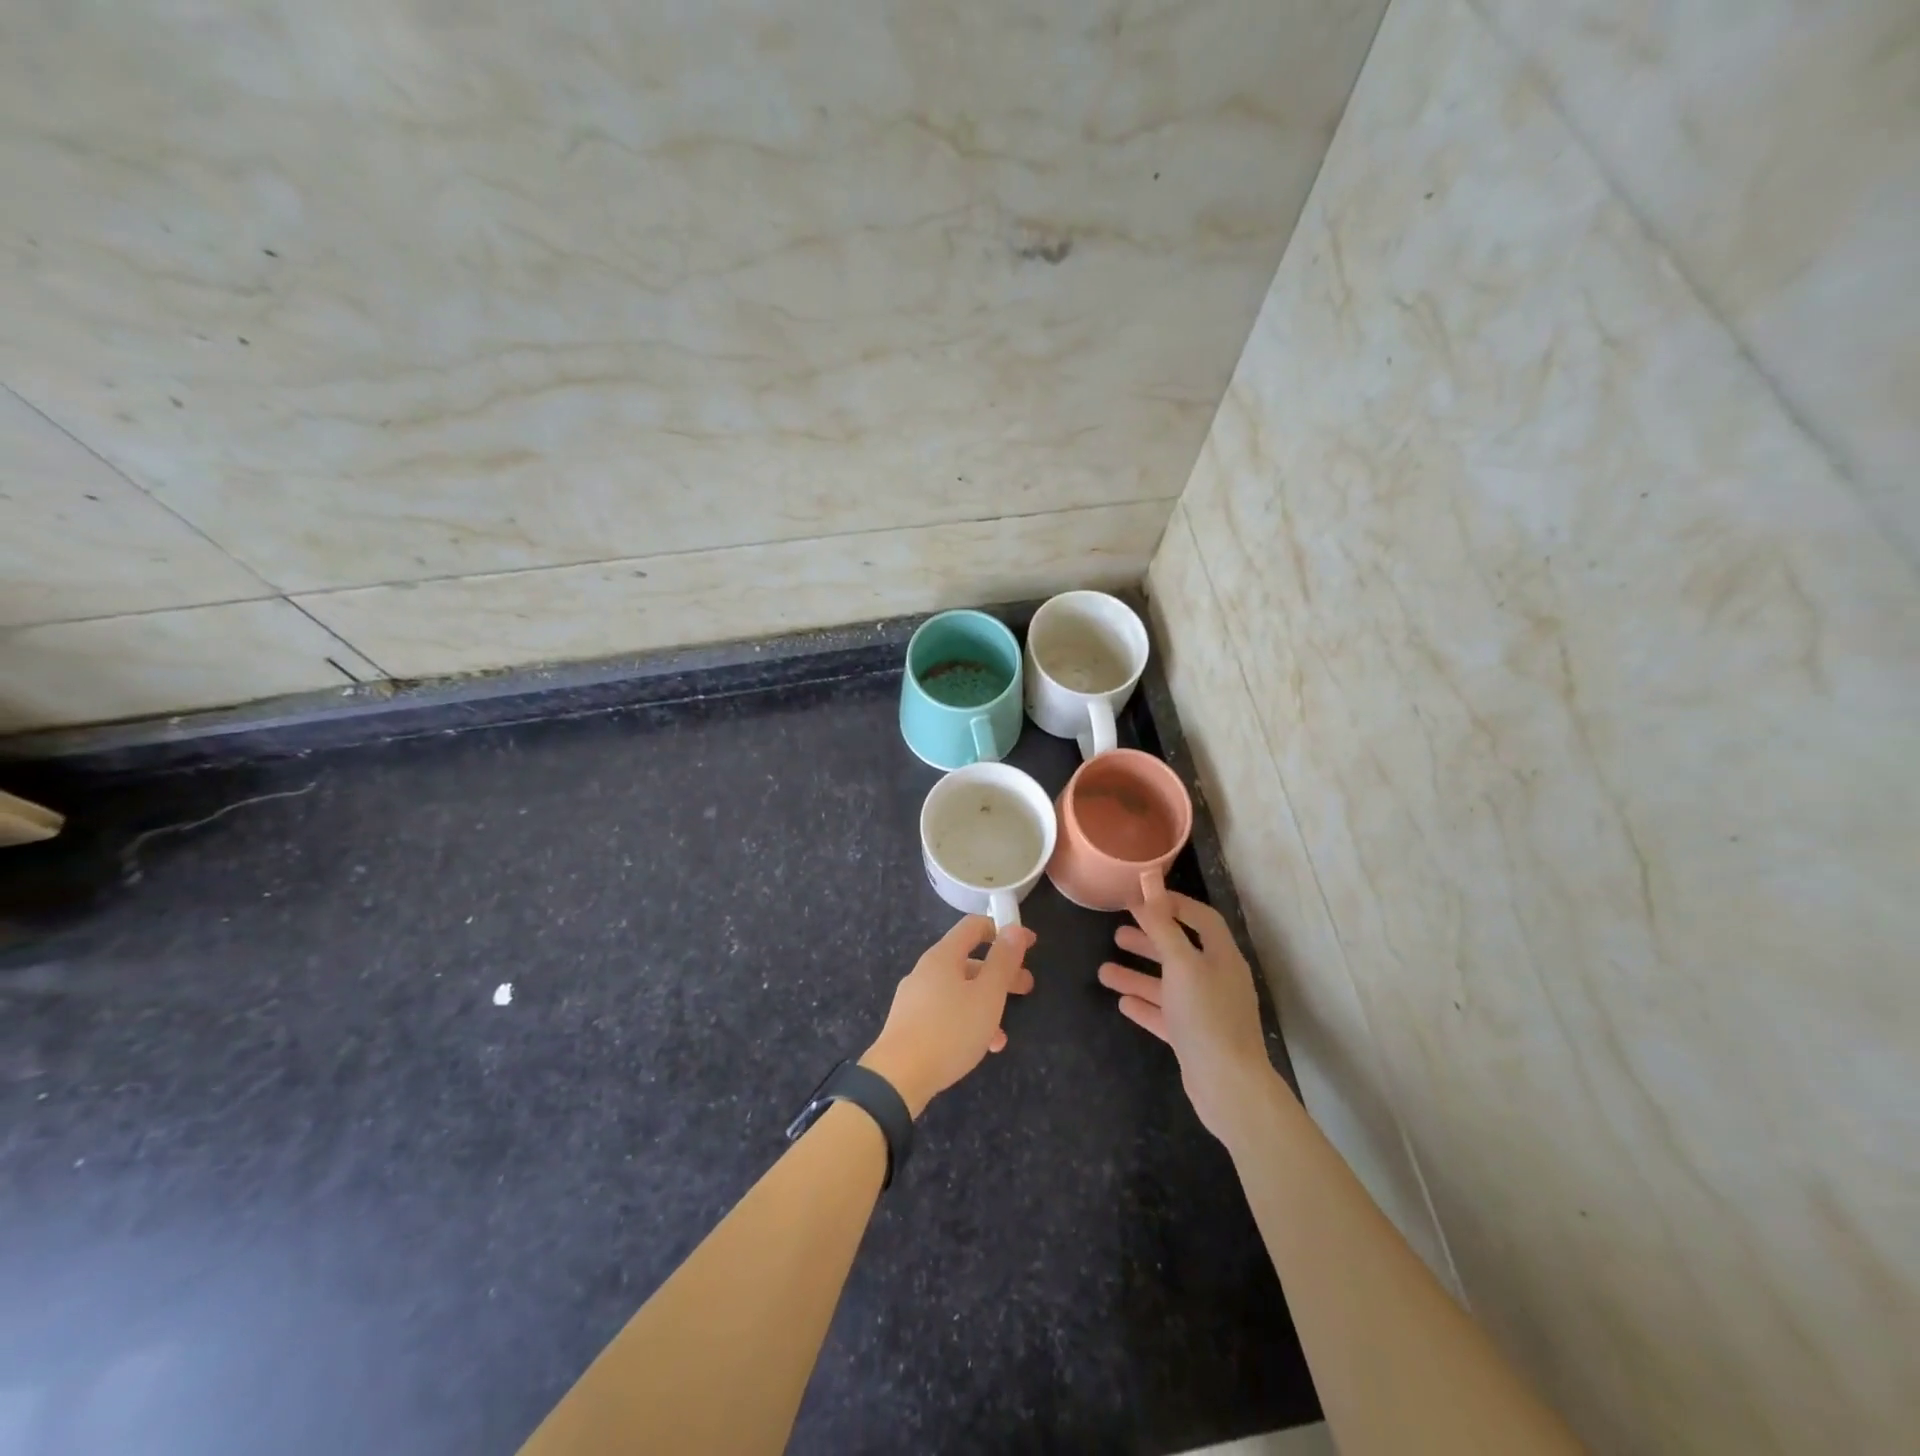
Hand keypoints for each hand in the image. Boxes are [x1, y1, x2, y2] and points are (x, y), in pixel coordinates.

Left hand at [861, 916, 1035, 1116]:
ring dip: (986, 1002)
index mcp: (943, 956)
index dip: (1004, 929)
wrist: (897, 1077)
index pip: (974, 926)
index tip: (1030, 943)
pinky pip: (946, 1012)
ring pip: (959, 990)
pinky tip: (983, 1046)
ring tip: (1005, 1031)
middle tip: (1026, 988)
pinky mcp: (910, 1024)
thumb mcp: (987, 995)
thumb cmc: (949, 1030)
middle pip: (969, 960)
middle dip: (1001, 972)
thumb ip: (1003, 961)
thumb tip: (1014, 929)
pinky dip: (968, 1021)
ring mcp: (915, 997)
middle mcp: (926, 970)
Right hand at [1098, 891, 1278, 1144]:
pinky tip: (1122, 1002)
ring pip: (1168, 985)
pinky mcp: (1194, 1039)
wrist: (1228, 1086)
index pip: (1201, 918)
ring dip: (1138, 975)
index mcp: (1221, 957)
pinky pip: (1166, 1014)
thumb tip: (1148, 880)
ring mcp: (1206, 1011)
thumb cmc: (1206, 1016)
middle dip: (1149, 940)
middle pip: (1180, 951)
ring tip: (1104, 971)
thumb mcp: (1181, 964)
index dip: (1174, 904)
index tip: (1142, 898)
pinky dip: (1145, 1005)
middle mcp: (1217, 980)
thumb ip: (1162, 924)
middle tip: (1116, 933)